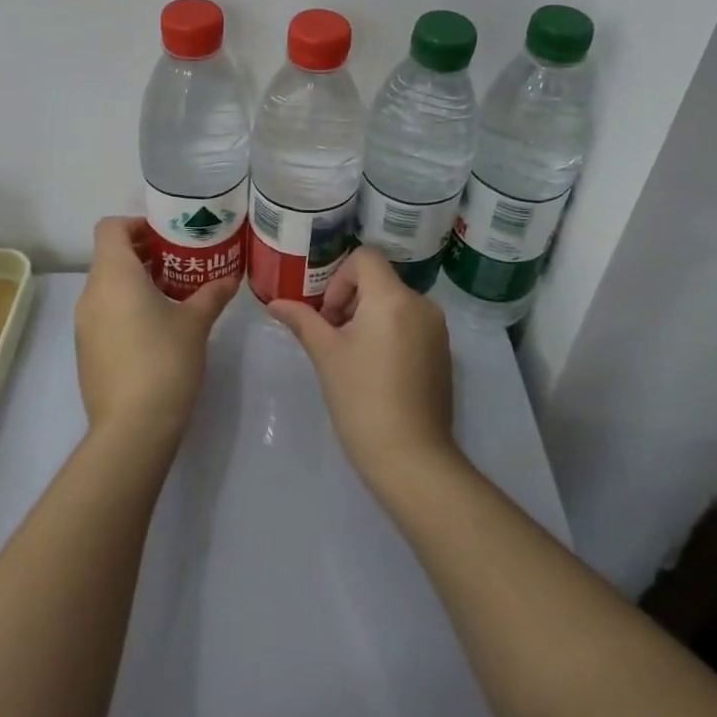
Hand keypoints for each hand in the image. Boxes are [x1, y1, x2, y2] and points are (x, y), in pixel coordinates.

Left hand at [75, 217, 237, 446]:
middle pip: (110, 255)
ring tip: (172, 294)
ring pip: (107, 285)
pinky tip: (156, 328)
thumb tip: (230, 278)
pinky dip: (125, 307)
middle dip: (143, 253)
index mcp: (114, 275)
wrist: (132, 430)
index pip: (111, 227)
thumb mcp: (195, 323)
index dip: (137, 224)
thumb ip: (212, 294)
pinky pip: (104, 312)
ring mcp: (84, 325)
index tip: (167, 237)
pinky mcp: (86, 350)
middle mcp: (91, 294)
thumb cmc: (164, 362)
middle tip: (179, 262)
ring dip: (135, 281)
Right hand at [265, 247, 456, 487]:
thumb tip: (273, 303)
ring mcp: (437, 329)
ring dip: (368, 317)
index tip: (328, 315)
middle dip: (350, 300)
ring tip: (352, 357)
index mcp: (392, 297)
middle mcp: (421, 304)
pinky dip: (389, 333)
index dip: (339, 279)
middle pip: (379, 280)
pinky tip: (375, 372)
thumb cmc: (362, 399)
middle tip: (332, 338)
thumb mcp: (326, 355)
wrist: (412, 458)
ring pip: (394, 303)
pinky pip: (411, 324)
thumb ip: (302, 320)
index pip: (364, 258)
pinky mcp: (443, 353)